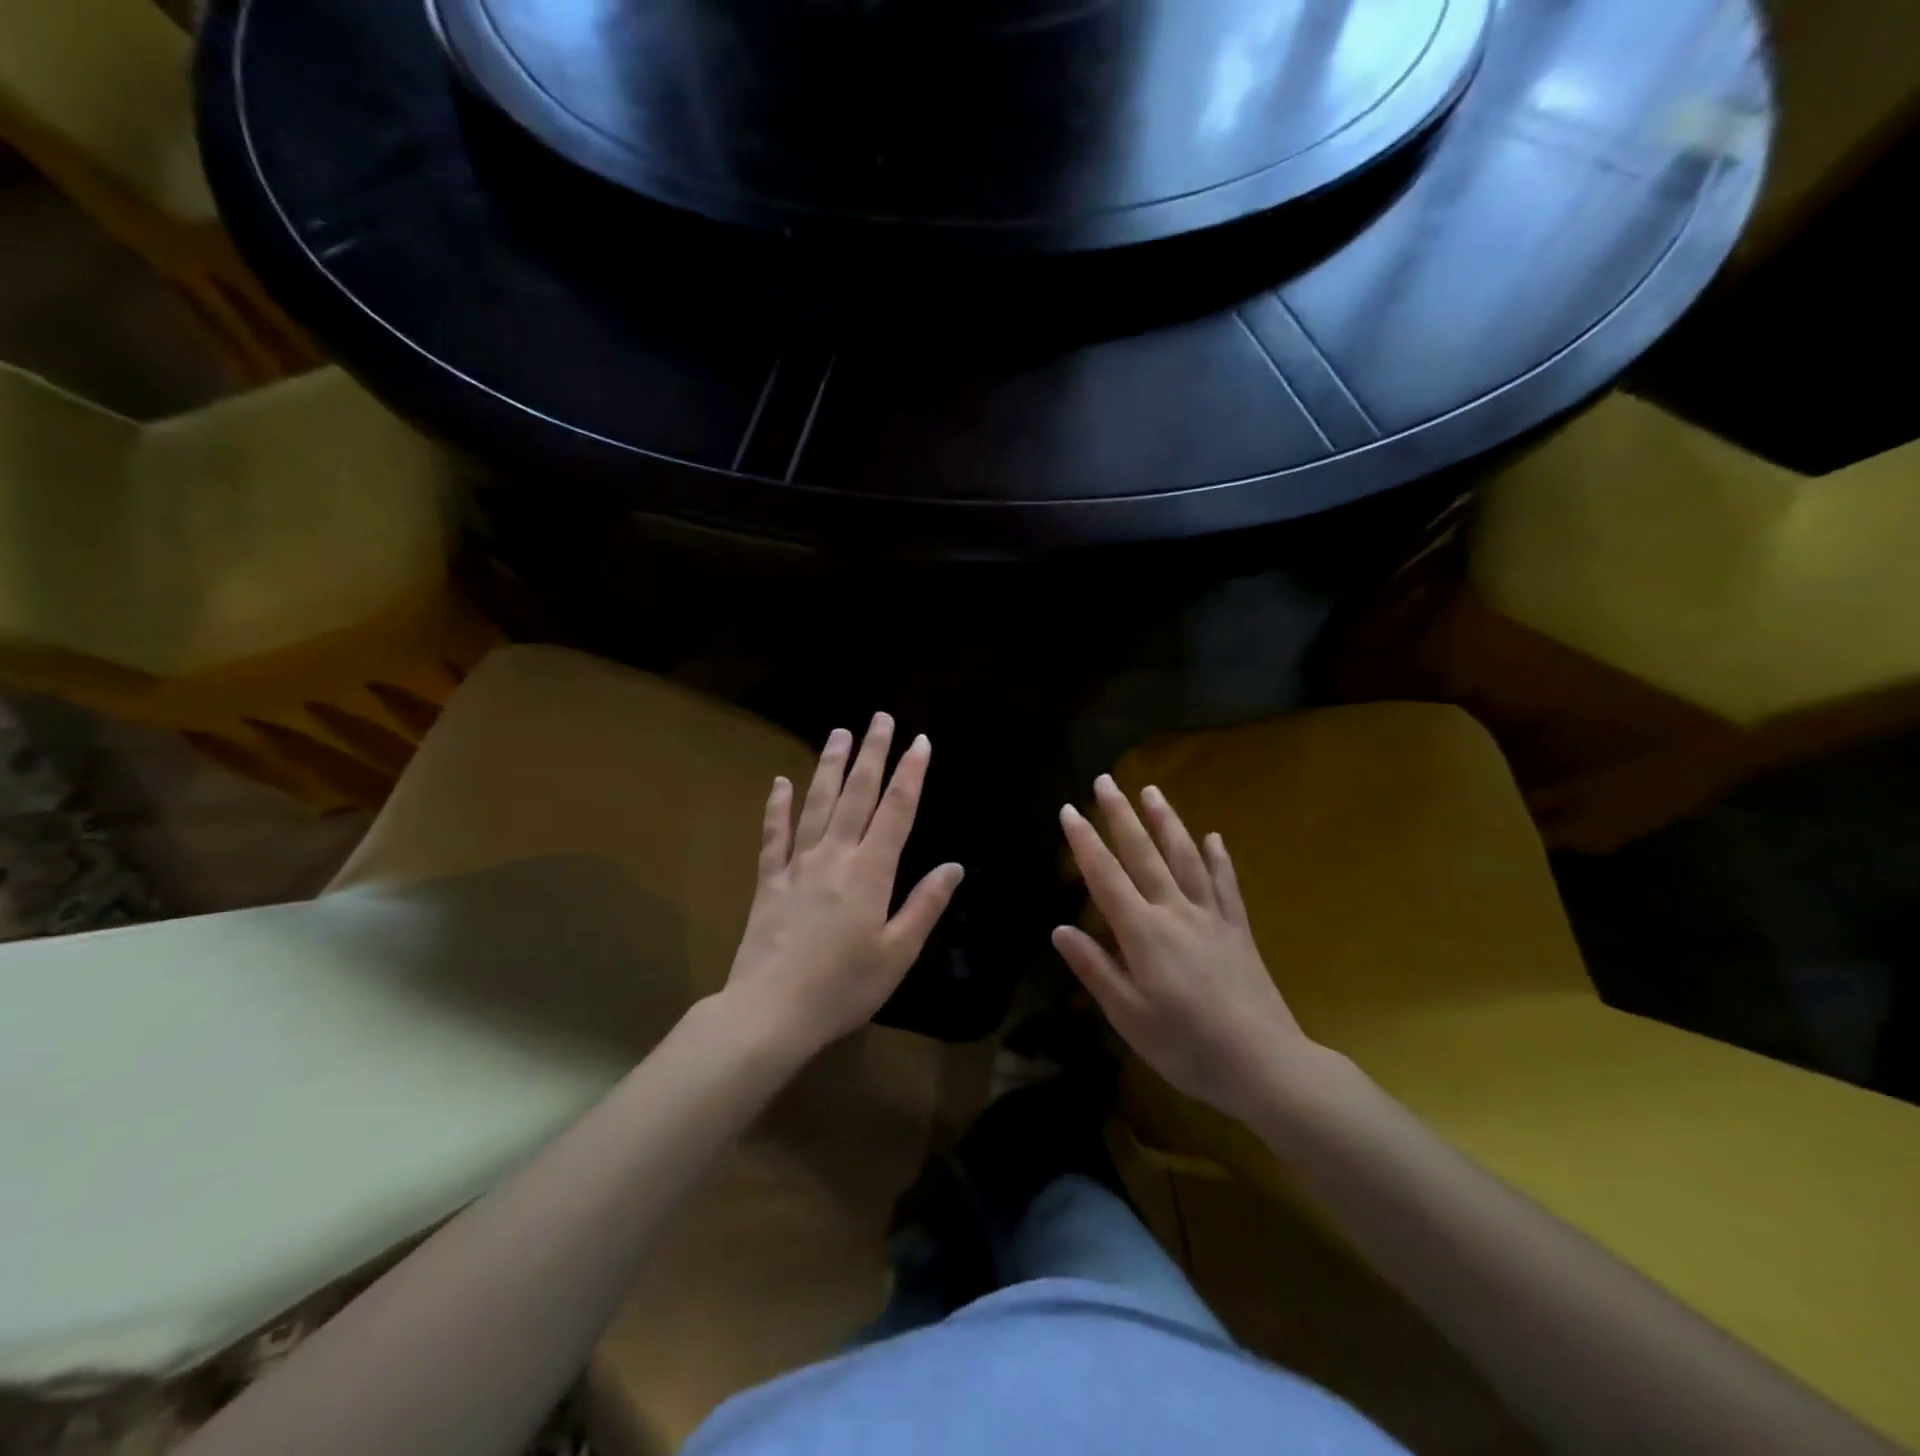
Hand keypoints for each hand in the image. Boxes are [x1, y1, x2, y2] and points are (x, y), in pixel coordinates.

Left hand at [721, 713, 962, 1057]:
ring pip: (816, 804)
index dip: (911, 774)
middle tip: (879, 718)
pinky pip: (774, 835)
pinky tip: (780, 782)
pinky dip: (777, 807)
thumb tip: (954, 866)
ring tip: (838, 734)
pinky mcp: (769, 881)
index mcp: (871, 872)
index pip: (897, 811)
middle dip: (871, 754)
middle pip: (856, 795)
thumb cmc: (844, 987)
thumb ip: (925, 905)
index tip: (920, 741)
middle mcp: (835, 857)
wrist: (771, 1012)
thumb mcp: (897, 953)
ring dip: (829, 766)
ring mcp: (798, 865)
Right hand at [1052, 776, 1326, 1123]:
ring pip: (1185, 857)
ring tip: (1152, 791)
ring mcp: (1211, 916)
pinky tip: (1214, 837)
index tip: (1069, 809)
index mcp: (1143, 932)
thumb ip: (1094, 968)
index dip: (1085, 842)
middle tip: (1106, 780)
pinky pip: (1226, 884)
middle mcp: (1175, 911)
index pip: (1105, 877)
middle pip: (1144, 854)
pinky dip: (1218, 858)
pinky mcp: (1239, 929)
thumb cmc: (1186, 1045)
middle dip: (1121, 815)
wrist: (1265, 1064)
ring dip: (1167, 821)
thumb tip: (1059, 929)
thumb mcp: (1128, 1016)